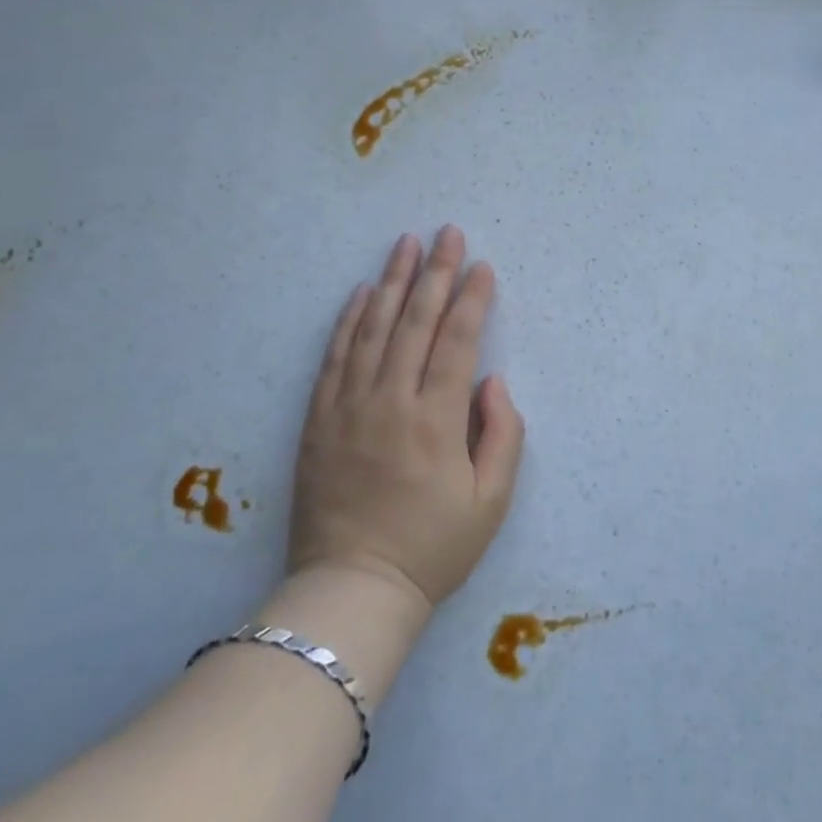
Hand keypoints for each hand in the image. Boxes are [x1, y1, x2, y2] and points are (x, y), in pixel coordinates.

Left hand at [289, 227, 525, 608]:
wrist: (351, 589)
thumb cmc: (432, 547)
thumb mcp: (491, 502)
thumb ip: (502, 434)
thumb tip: (492, 380)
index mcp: (437, 419)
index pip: (457, 341)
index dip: (472, 299)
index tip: (482, 266)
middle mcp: (391, 400)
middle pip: (416, 321)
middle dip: (436, 272)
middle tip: (447, 232)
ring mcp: (350, 406)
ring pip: (374, 328)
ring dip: (394, 281)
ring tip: (406, 244)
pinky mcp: (319, 418)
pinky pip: (336, 356)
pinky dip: (349, 319)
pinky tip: (363, 291)